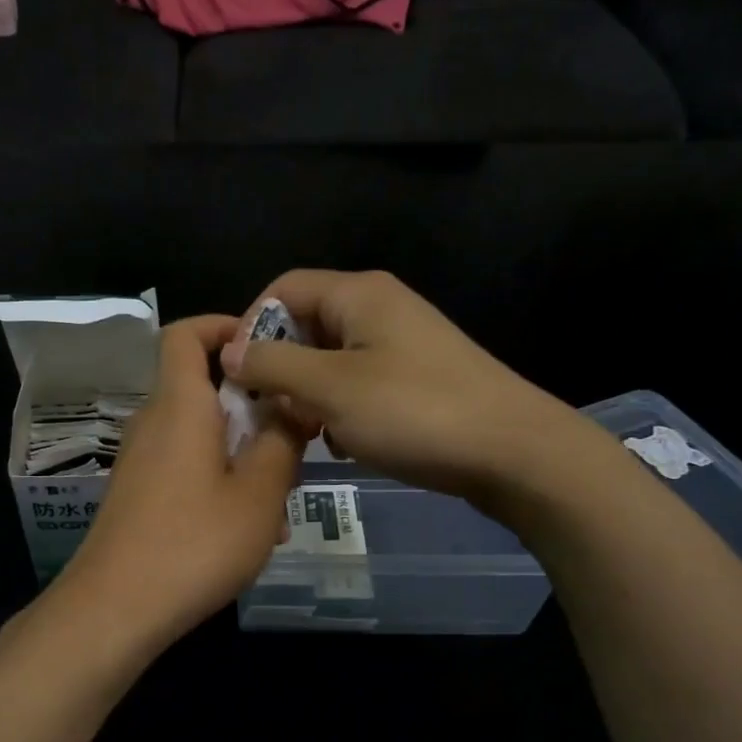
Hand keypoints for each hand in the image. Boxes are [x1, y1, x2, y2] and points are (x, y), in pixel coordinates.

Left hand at [55, 314, 304, 655]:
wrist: (115, 609)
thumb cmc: (194, 543)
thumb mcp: (259, 494)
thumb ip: (282, 442)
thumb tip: (293, 406)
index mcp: (180, 406)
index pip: (185, 334)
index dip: (224, 326)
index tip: (267, 349)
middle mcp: (153, 422)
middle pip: (203, 388)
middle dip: (252, 405)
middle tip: (294, 438)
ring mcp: (141, 460)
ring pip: (201, 435)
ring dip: (243, 453)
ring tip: (281, 499)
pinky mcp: (137, 494)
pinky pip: (186, 468)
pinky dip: (220, 480)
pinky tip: (249, 529)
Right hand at [222, 270, 601, 508]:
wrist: (514, 453)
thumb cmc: (414, 412)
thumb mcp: (330, 388)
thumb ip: (272, 364)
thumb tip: (227, 350)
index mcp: (358, 293)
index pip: (282, 289)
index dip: (249, 326)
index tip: (236, 376)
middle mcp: (379, 308)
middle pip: (305, 324)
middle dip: (280, 368)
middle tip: (270, 412)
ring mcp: (401, 344)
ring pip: (329, 360)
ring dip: (308, 395)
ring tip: (307, 433)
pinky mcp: (416, 379)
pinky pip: (359, 384)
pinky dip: (341, 409)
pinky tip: (344, 442)